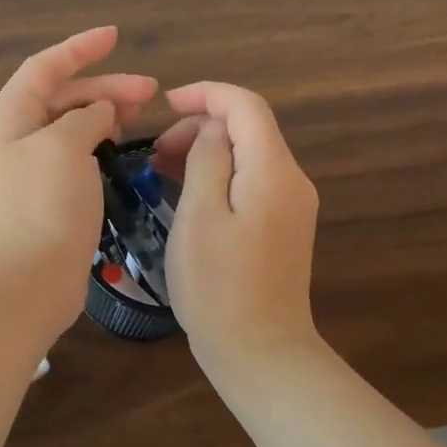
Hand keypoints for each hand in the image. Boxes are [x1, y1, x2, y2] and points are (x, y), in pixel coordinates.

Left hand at [0, 27, 157, 343]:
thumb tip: (99, 113)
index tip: (115, 36)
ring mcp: (29, 170)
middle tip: (149, 90)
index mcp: (9, 117)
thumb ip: (85, 117)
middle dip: (104, 86)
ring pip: (70, 127)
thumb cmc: (42, 206)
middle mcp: (14, 138)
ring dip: (103, 114)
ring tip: (139, 115)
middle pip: (62, 96)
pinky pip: (74, 156)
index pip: (45, 67)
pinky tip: (121, 149)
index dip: (80, 47)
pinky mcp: (46, 197)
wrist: (26, 282)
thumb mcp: (65, 146)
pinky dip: (98, 145)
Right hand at [154, 82, 320, 360]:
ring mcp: (290, 205)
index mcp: (273, 171)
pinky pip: (250, 181)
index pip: (246, 106)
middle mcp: (291, 180)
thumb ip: (207, 159)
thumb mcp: (200, 215)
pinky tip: (187, 192)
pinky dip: (218, 174)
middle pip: (248, 128)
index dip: (206, 94)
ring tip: (162, 169)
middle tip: (155, 151)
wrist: (261, 352)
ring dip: (206, 150)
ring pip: (247, 154)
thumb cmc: (218, 285)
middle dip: (200, 125)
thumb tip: (211, 129)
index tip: (165, 104)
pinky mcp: (282, 226)